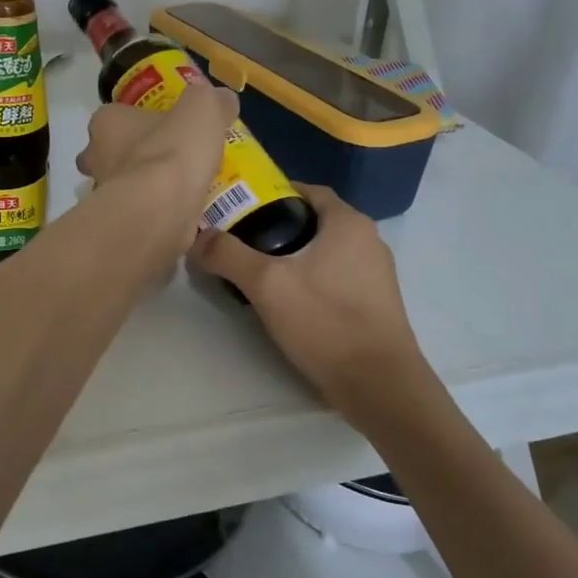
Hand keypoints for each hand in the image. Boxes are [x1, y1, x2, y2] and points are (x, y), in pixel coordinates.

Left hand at [74, 82, 237, 260]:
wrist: (160, 211)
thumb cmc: (172, 151)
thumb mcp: (202, 108)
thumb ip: (210, 100)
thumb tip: (222, 99)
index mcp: (105, 123)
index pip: (113, 116)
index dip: (136, 120)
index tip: (163, 128)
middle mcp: (95, 158)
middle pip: (112, 154)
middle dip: (135, 157)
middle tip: (171, 160)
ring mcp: (102, 195)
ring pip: (123, 187)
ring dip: (147, 188)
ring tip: (185, 190)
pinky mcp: (117, 227)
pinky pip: (138, 216)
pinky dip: (157, 216)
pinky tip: (185, 217)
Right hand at [189, 184, 418, 414]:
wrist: (380, 387)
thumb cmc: (326, 322)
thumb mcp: (266, 285)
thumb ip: (228, 255)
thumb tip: (198, 237)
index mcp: (348, 223)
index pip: (305, 190)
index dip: (270, 193)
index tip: (238, 206)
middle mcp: (367, 240)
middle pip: (312, 220)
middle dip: (275, 226)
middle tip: (238, 239)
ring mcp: (375, 273)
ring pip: (323, 250)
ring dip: (291, 254)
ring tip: (255, 269)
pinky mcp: (374, 303)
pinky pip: (334, 275)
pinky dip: (308, 277)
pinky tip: (285, 299)